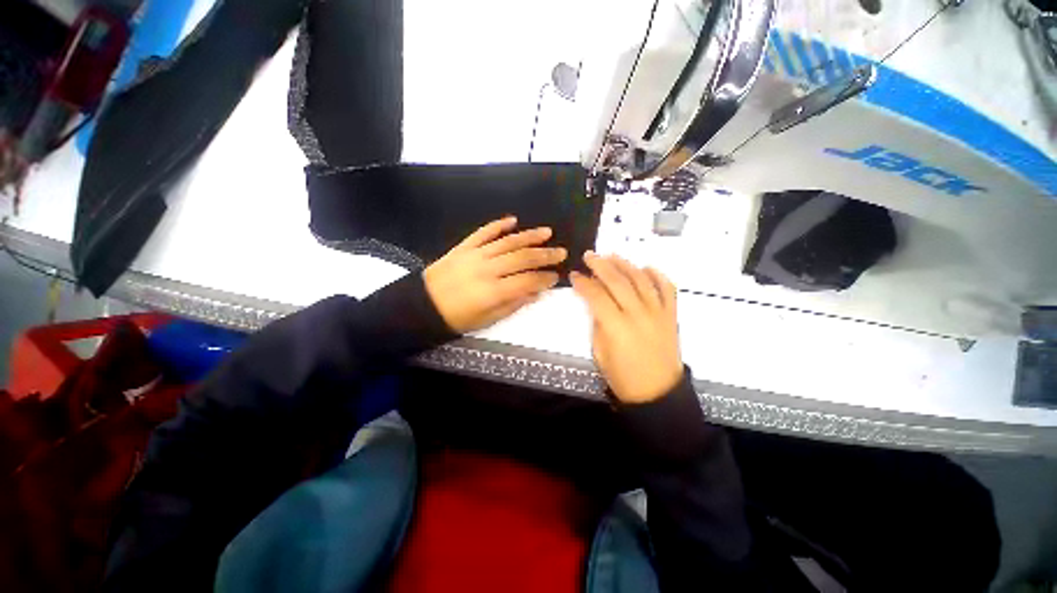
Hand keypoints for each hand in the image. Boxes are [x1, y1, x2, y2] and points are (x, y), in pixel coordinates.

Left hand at [423, 216, 566, 332]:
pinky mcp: (464, 247)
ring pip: (507, 242)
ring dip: (529, 236)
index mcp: (493, 291)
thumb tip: (535, 293)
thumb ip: (513, 305)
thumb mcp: (487, 320)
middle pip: (522, 258)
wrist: (424, 305)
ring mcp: (475, 255)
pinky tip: (513, 220)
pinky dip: (498, 225)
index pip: (527, 281)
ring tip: (547, 232)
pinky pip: (483, 232)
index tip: (557, 276)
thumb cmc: (457, 317)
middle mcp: (487, 269)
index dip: (545, 278)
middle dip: (545, 255)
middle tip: (561, 252)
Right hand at [570, 252, 682, 403]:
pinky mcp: (671, 315)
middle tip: (589, 255)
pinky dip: (657, 275)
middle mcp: (638, 314)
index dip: (583, 283)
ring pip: (641, 279)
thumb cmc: (622, 377)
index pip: (596, 295)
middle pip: (617, 281)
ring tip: (612, 255)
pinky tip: (646, 267)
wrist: (658, 393)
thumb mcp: (600, 352)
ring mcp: (658, 312)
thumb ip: (598, 324)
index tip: (574, 275)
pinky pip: (667, 288)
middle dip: (601, 265)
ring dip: (625, 264)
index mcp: (616, 326)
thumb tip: (596, 304)